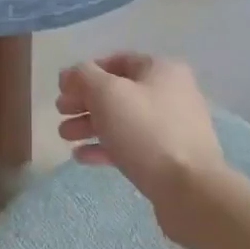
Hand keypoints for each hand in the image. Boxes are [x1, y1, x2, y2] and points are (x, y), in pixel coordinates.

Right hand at [56, 53, 224, 241]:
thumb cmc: (145, 131)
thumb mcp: (107, 94)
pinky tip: (82, 157)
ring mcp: (171, 127)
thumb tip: (70, 74)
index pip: (117, 61)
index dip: (86, 72)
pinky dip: (105, 147)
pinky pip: (131, 145)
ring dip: (90, 125)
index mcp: (161, 70)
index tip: (63, 89)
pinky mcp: (168, 156)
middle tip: (60, 113)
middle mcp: (170, 93)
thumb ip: (83, 77)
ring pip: (122, 120)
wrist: (188, 187)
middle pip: (118, 92)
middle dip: (84, 102)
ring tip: (65, 137)